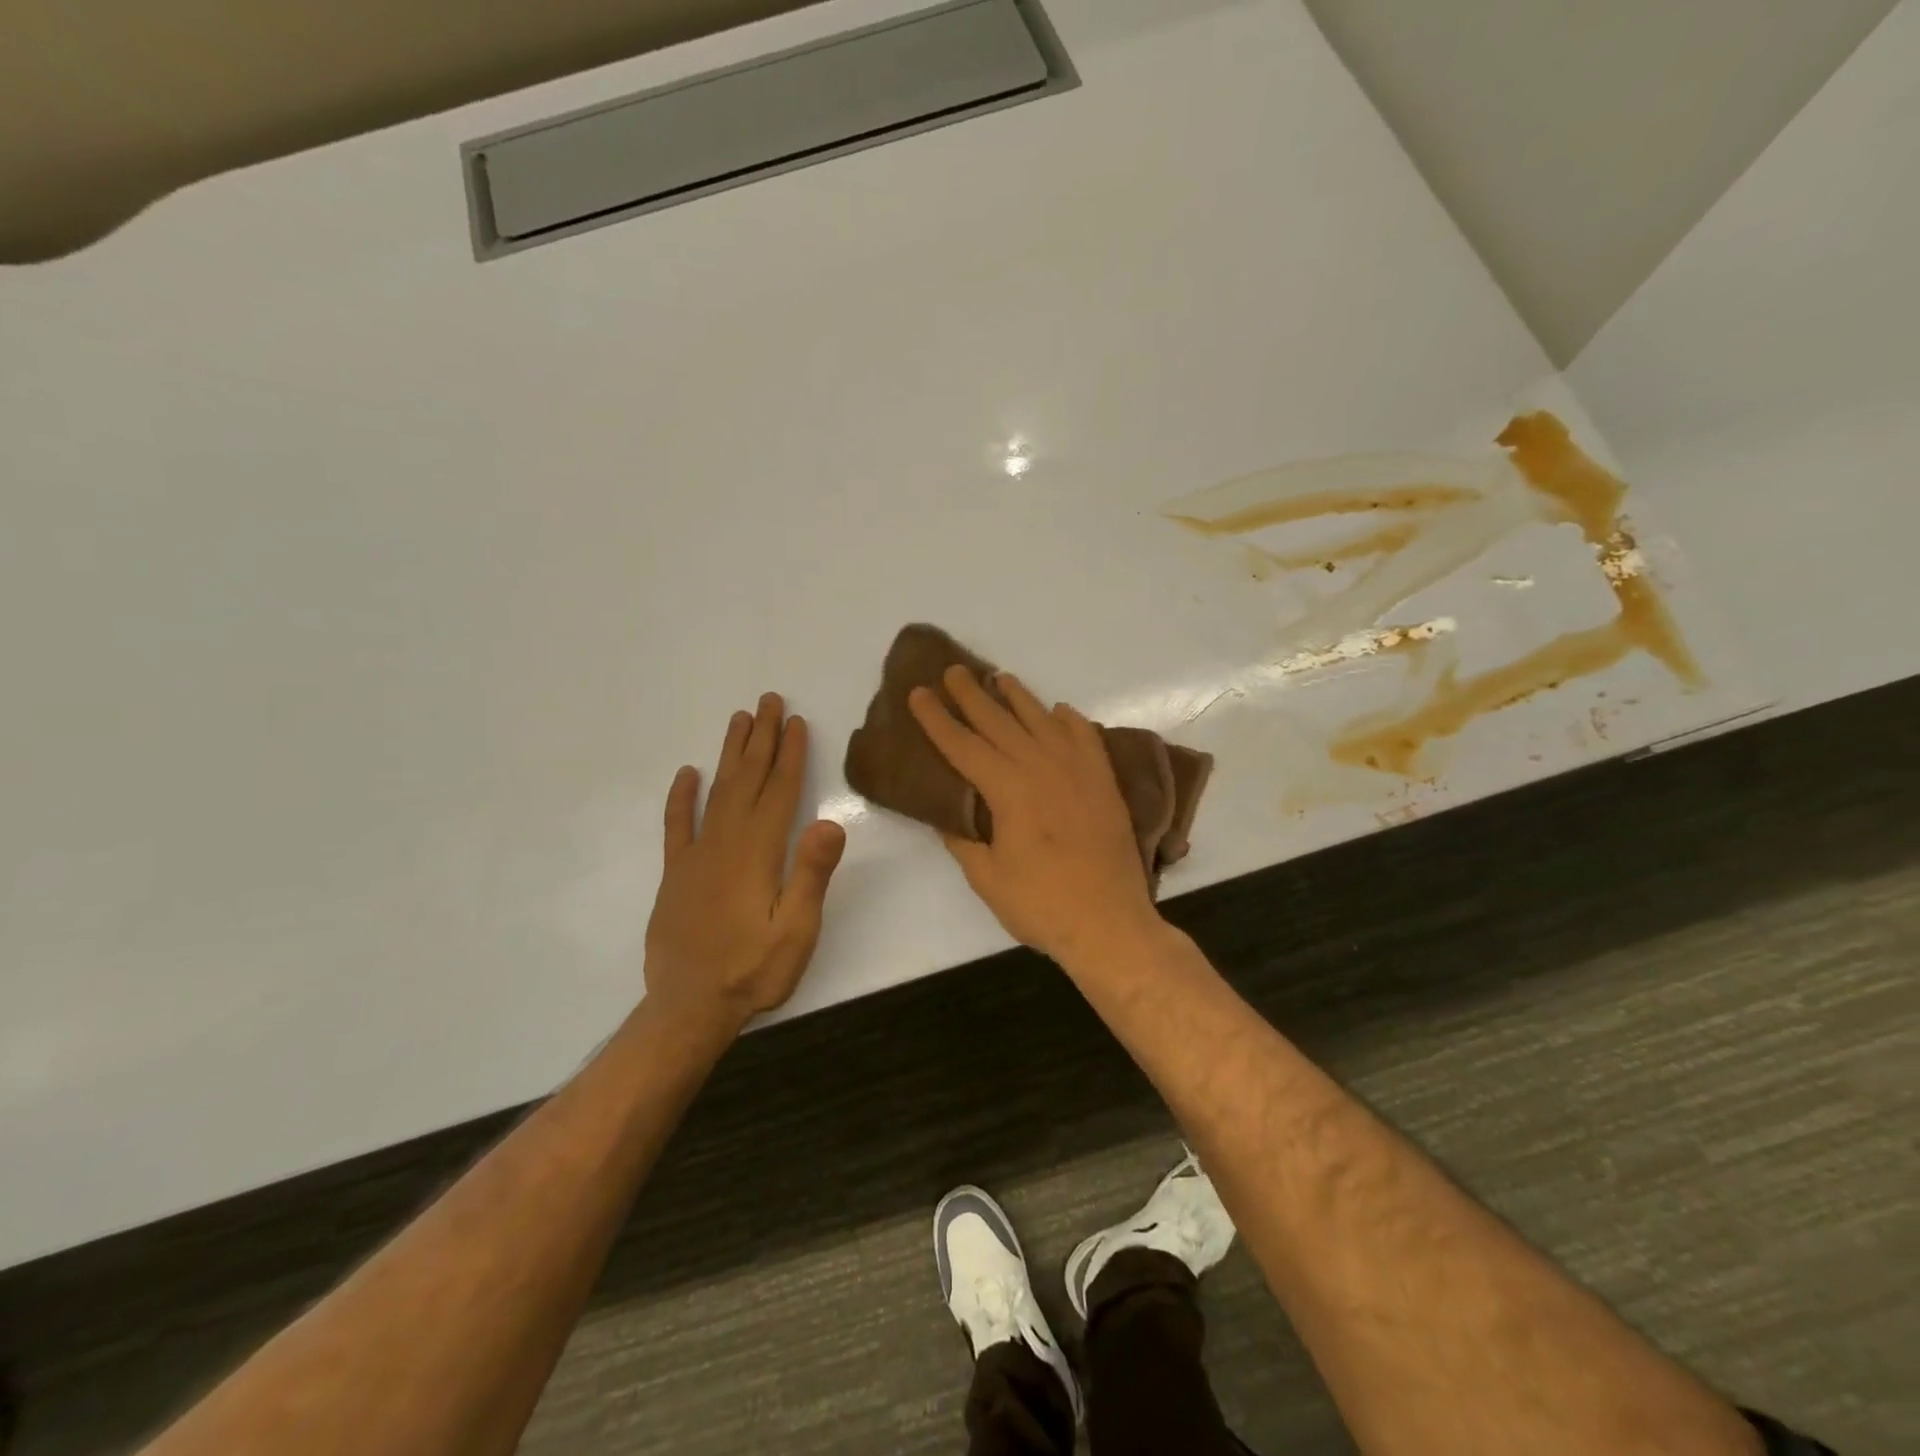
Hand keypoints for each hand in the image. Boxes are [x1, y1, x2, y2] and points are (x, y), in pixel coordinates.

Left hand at [643, 693, 846, 1039]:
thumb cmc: (753, 970)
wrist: (689, 1007)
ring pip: (716, 792)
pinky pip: (677, 825)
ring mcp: (696, 856)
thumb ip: (811, 874)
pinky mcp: (676, 874)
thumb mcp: (797, 930)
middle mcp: (725, 843)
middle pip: (747, 779)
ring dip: (729, 754)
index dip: (789, 754)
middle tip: (768, 700)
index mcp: (759, 852)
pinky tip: (687, 774)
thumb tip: (831, 820)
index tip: (794, 720)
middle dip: (760, 738)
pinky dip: (681, 797)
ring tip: (738, 720)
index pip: (778, 791)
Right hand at [909, 666, 1161, 964]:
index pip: (963, 745)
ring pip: (1042, 721)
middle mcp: (1042, 767)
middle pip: (1000, 722)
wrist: (1110, 923)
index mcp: (1008, 789)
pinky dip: (1069, 720)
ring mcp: (1078, 771)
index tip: (919, 694)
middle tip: (954, 671)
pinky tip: (1059, 711)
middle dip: (972, 695)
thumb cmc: (1041, 905)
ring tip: (1000, 678)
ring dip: (1018, 697)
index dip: (938, 719)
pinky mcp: (1104, 782)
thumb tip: (947, 816)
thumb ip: (963, 841)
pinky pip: (1085, 737)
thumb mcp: (987, 878)